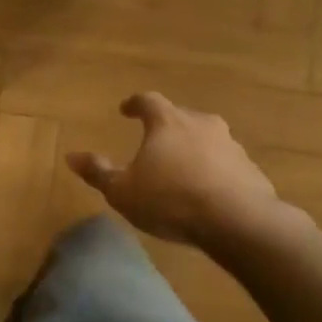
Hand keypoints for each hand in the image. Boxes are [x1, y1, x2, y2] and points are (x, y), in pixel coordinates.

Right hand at [67, 93, 307, 249]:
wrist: (237, 221)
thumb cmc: (170, 200)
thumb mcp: (123, 191)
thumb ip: (98, 172)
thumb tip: (71, 156)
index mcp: (168, 122)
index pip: (148, 101)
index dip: (135, 104)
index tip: (126, 110)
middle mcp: (201, 124)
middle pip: (180, 116)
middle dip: (166, 126)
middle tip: (155, 140)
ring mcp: (231, 145)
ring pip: (207, 139)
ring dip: (193, 148)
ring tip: (182, 168)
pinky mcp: (250, 169)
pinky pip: (226, 163)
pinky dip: (214, 170)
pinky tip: (208, 190)